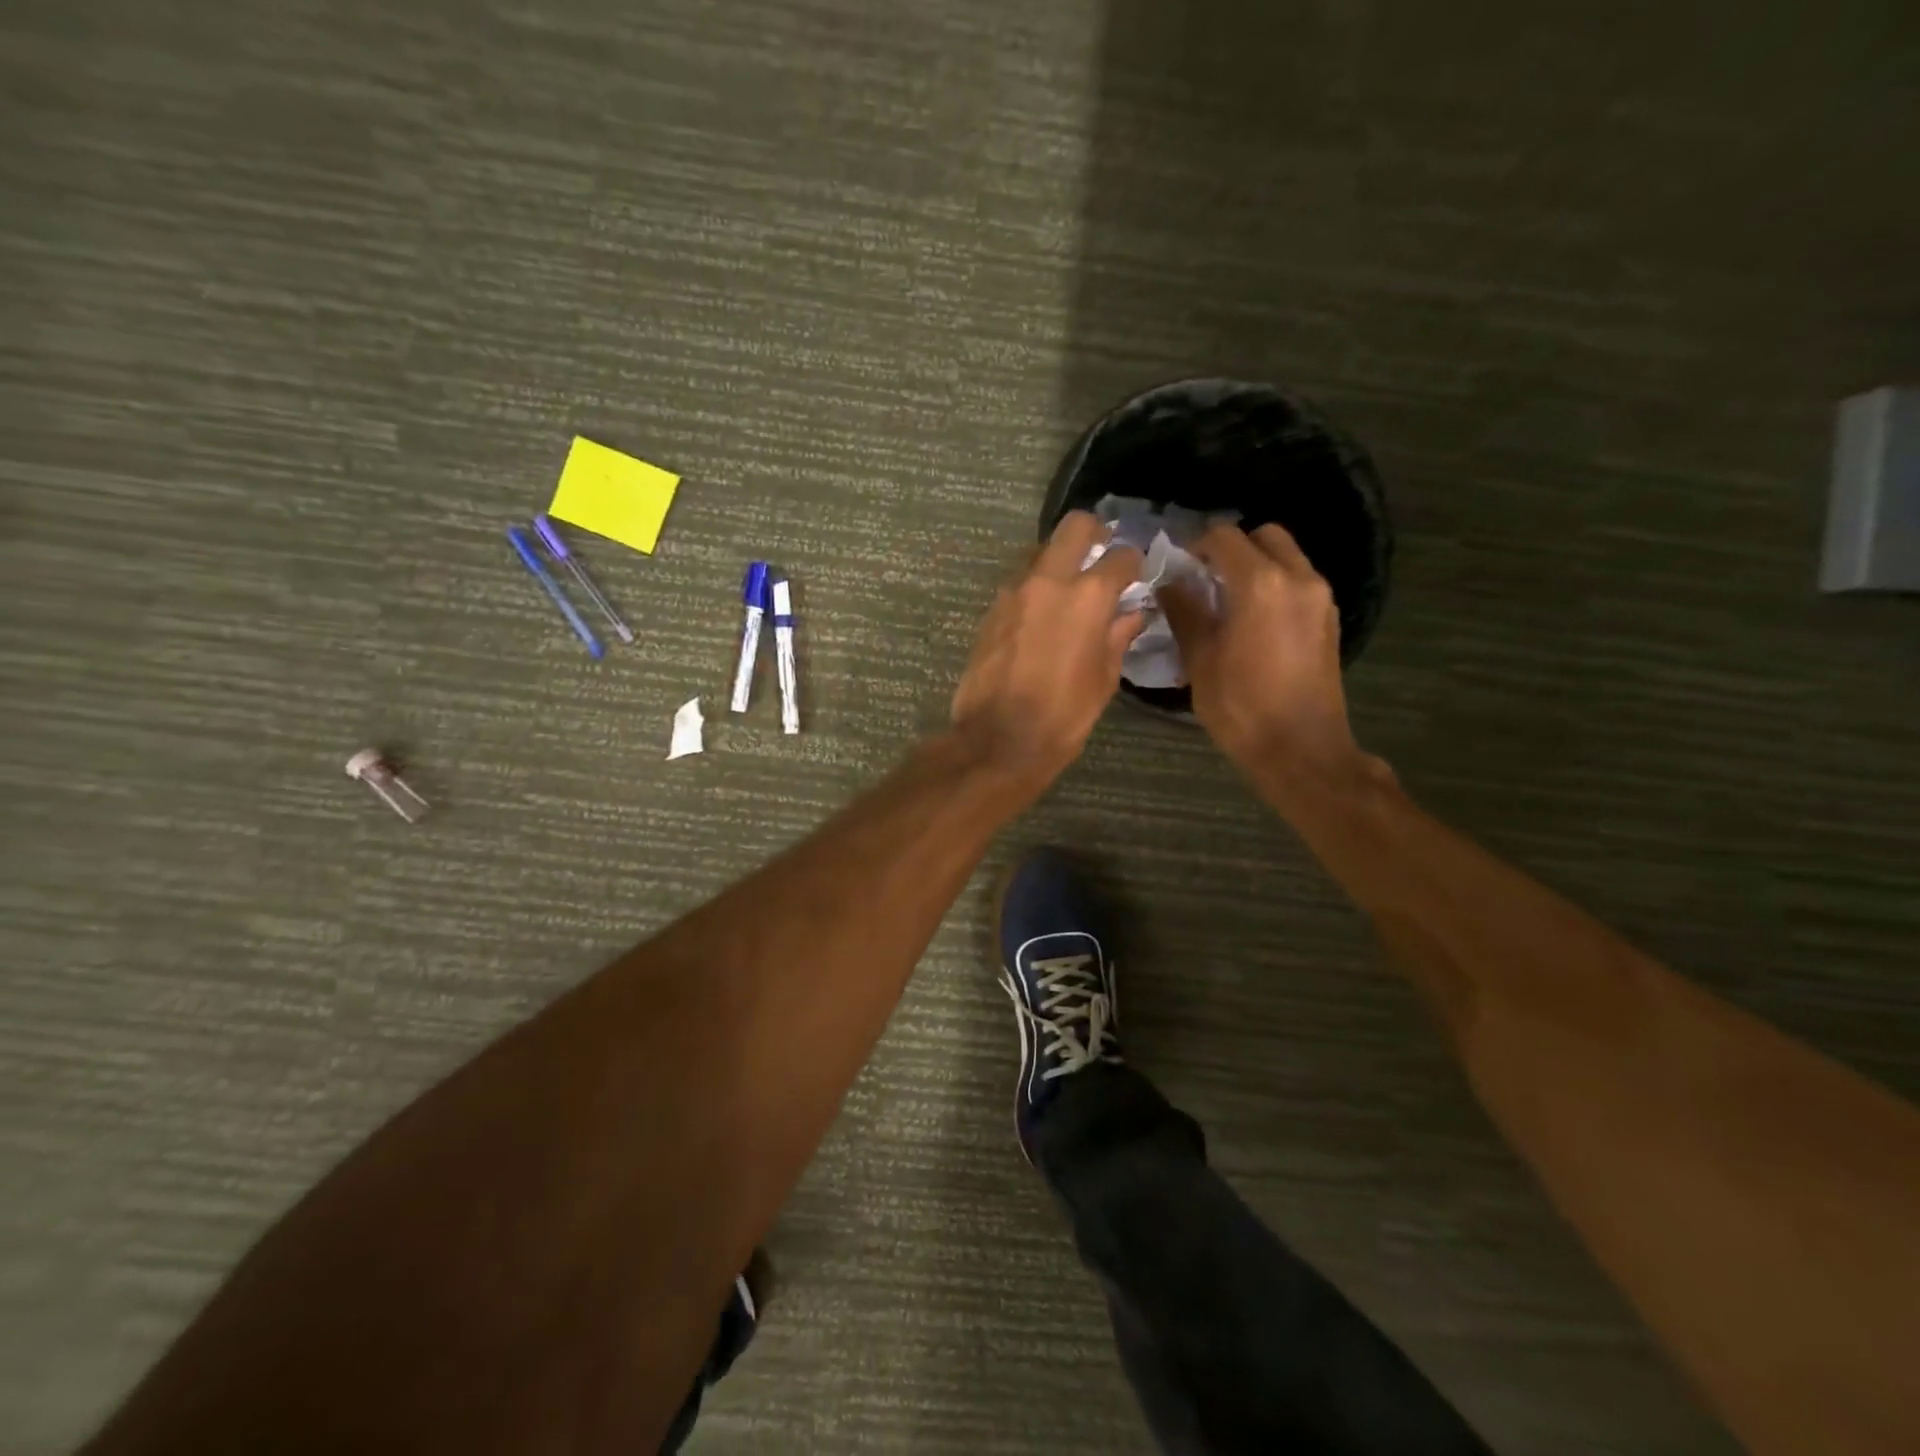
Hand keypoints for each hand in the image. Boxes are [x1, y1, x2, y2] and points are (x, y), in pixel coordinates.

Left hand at [951, 512, 1144, 791]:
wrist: (998, 740)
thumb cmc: (1063, 717)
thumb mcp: (1103, 680)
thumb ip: (1118, 637)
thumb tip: (1132, 614)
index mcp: (1088, 597)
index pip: (1121, 557)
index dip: (1134, 563)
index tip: (1137, 574)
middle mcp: (1049, 581)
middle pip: (1074, 528)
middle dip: (1094, 533)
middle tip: (1102, 554)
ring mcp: (1014, 592)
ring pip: (1040, 551)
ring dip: (1058, 560)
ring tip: (1069, 588)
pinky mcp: (991, 610)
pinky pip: (1019, 582)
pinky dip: (1035, 586)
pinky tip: (1041, 614)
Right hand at [1161, 522, 1359, 777]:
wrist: (1301, 749)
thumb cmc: (1241, 707)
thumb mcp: (1199, 660)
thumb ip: (1184, 612)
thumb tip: (1170, 583)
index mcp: (1261, 583)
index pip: (1224, 537)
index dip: (1196, 545)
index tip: (1178, 568)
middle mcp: (1298, 578)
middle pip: (1264, 536)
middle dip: (1232, 548)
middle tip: (1205, 578)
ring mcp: (1320, 597)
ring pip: (1286, 556)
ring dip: (1255, 565)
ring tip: (1226, 600)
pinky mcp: (1329, 619)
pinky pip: (1299, 581)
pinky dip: (1274, 584)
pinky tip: (1252, 619)